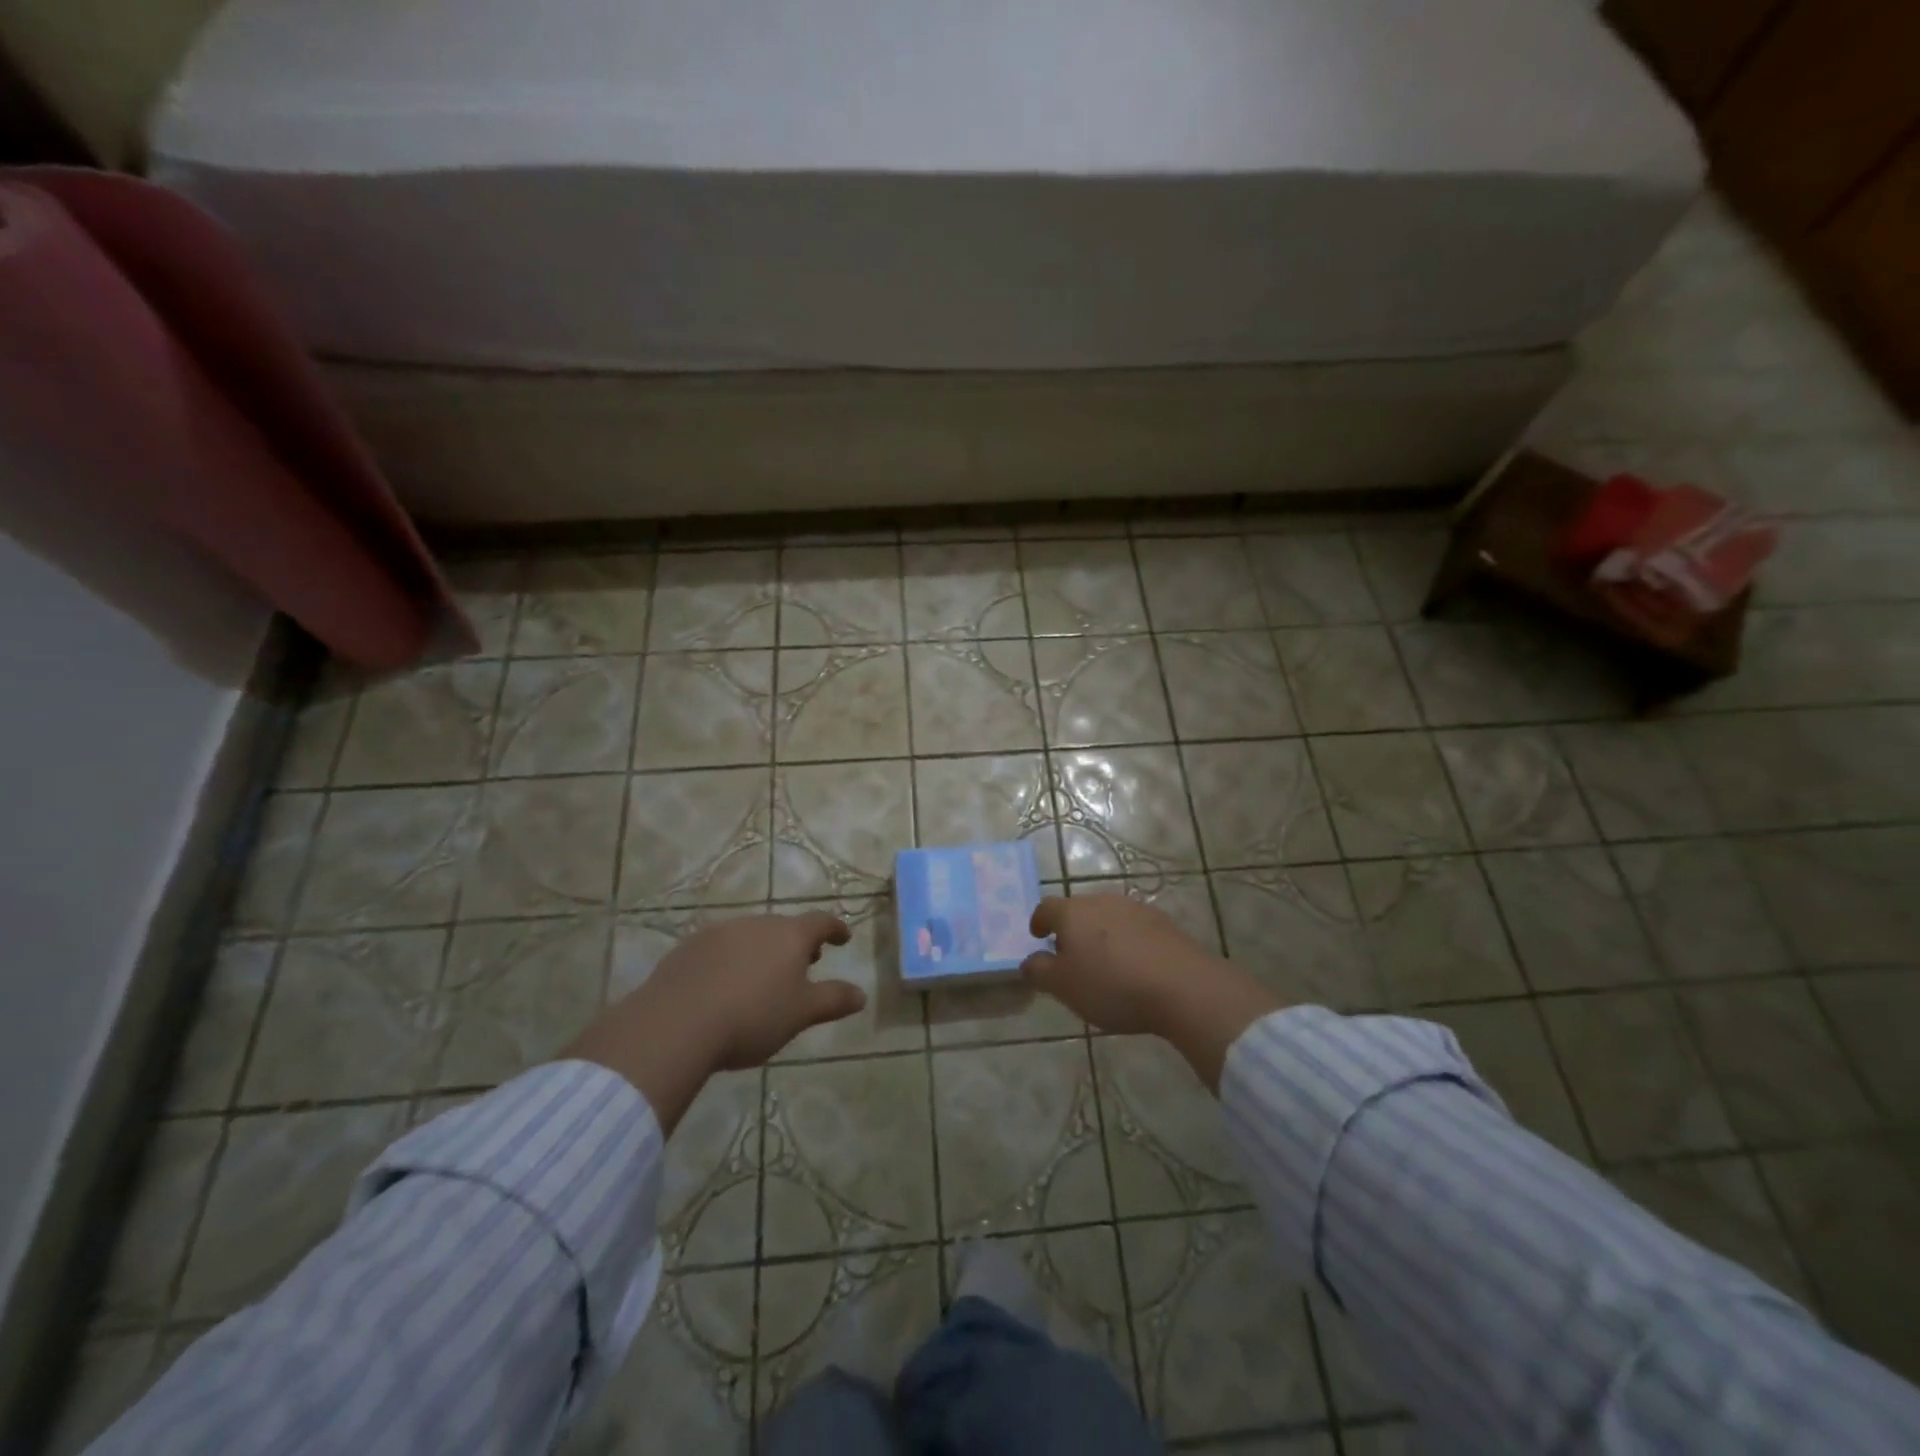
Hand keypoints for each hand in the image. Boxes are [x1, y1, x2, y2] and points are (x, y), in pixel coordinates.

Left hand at [565, 911, 863, 1129]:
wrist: (676, 1024)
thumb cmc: (752, 1017)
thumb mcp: (801, 1014)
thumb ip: (833, 1000)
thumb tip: (861, 994)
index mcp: (790, 936)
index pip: (821, 922)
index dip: (835, 929)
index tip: (843, 938)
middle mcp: (757, 924)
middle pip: (784, 928)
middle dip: (796, 944)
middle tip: (804, 964)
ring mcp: (720, 932)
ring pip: (751, 936)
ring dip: (763, 951)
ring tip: (763, 978)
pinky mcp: (689, 947)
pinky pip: (720, 948)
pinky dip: (731, 960)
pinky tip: (724, 986)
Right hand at [1020, 894, 1283, 1090]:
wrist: (1183, 987)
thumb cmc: (1112, 985)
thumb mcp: (1064, 987)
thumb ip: (1039, 971)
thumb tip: (1029, 960)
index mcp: (1073, 912)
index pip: (1046, 907)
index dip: (1039, 922)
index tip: (1038, 937)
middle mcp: (1102, 900)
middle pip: (1078, 910)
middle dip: (1071, 930)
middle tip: (1070, 957)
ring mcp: (1136, 908)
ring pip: (1108, 918)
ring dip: (1101, 935)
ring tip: (1104, 964)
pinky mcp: (1164, 922)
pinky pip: (1135, 929)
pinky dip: (1128, 942)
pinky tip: (1134, 967)